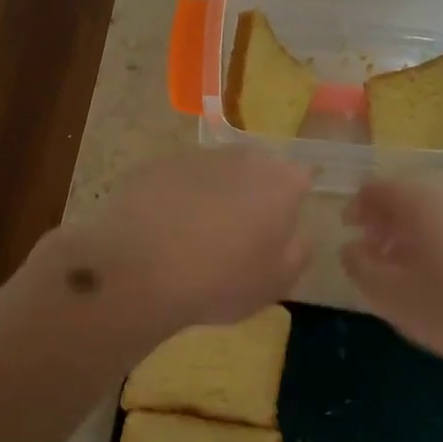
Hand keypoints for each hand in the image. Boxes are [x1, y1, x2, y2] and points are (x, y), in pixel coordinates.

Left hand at [63, 148, 312, 331]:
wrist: (139, 274)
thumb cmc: (221, 282)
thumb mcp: (276, 283)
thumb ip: (298, 252)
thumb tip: (298, 234)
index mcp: (281, 182)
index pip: (302, 177)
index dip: (294, 199)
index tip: (282, 224)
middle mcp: (242, 158)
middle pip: (258, 168)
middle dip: (254, 192)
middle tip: (242, 231)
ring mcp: (195, 157)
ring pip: (216, 171)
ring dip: (215, 193)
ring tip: (198, 233)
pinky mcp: (155, 166)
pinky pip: (178, 180)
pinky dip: (177, 198)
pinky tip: (165, 230)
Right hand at [341, 177, 442, 375]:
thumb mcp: (389, 294)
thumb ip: (358, 265)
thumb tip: (350, 247)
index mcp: (417, 197)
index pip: (374, 187)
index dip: (356, 208)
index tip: (349, 233)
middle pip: (407, 193)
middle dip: (384, 219)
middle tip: (374, 250)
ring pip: (435, 207)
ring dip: (412, 229)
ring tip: (406, 266)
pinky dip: (440, 237)